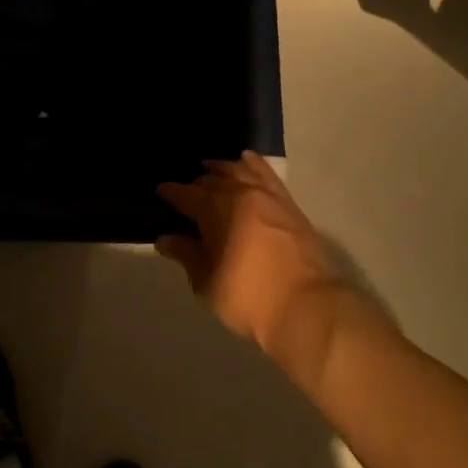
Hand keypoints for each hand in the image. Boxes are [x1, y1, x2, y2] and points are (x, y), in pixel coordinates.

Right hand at [157, 152, 347, 388]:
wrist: (307, 306)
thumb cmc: (248, 297)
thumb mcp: (207, 282)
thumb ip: (186, 255)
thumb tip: (165, 239)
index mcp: (216, 211)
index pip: (187, 195)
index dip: (172, 192)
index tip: (160, 191)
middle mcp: (241, 195)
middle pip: (213, 181)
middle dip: (196, 183)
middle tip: (186, 190)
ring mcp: (269, 197)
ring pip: (240, 171)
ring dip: (222, 169)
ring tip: (211, 168)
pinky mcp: (290, 205)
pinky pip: (267, 175)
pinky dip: (253, 165)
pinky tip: (247, 161)